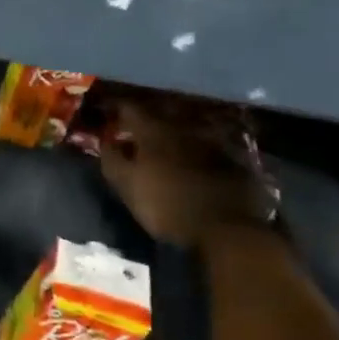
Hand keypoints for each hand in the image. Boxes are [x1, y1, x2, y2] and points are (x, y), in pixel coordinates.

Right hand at [100, 92, 267, 247]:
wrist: (226, 231)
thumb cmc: (166, 206)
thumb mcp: (127, 186)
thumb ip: (112, 160)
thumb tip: (105, 141)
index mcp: (153, 131)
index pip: (129, 108)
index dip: (117, 109)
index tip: (109, 115)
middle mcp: (181, 128)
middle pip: (159, 116)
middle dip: (146, 121)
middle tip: (136, 132)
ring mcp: (210, 142)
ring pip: (185, 131)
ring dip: (173, 136)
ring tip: (165, 148)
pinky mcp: (232, 161)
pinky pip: (208, 149)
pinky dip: (197, 152)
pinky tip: (195, 165)